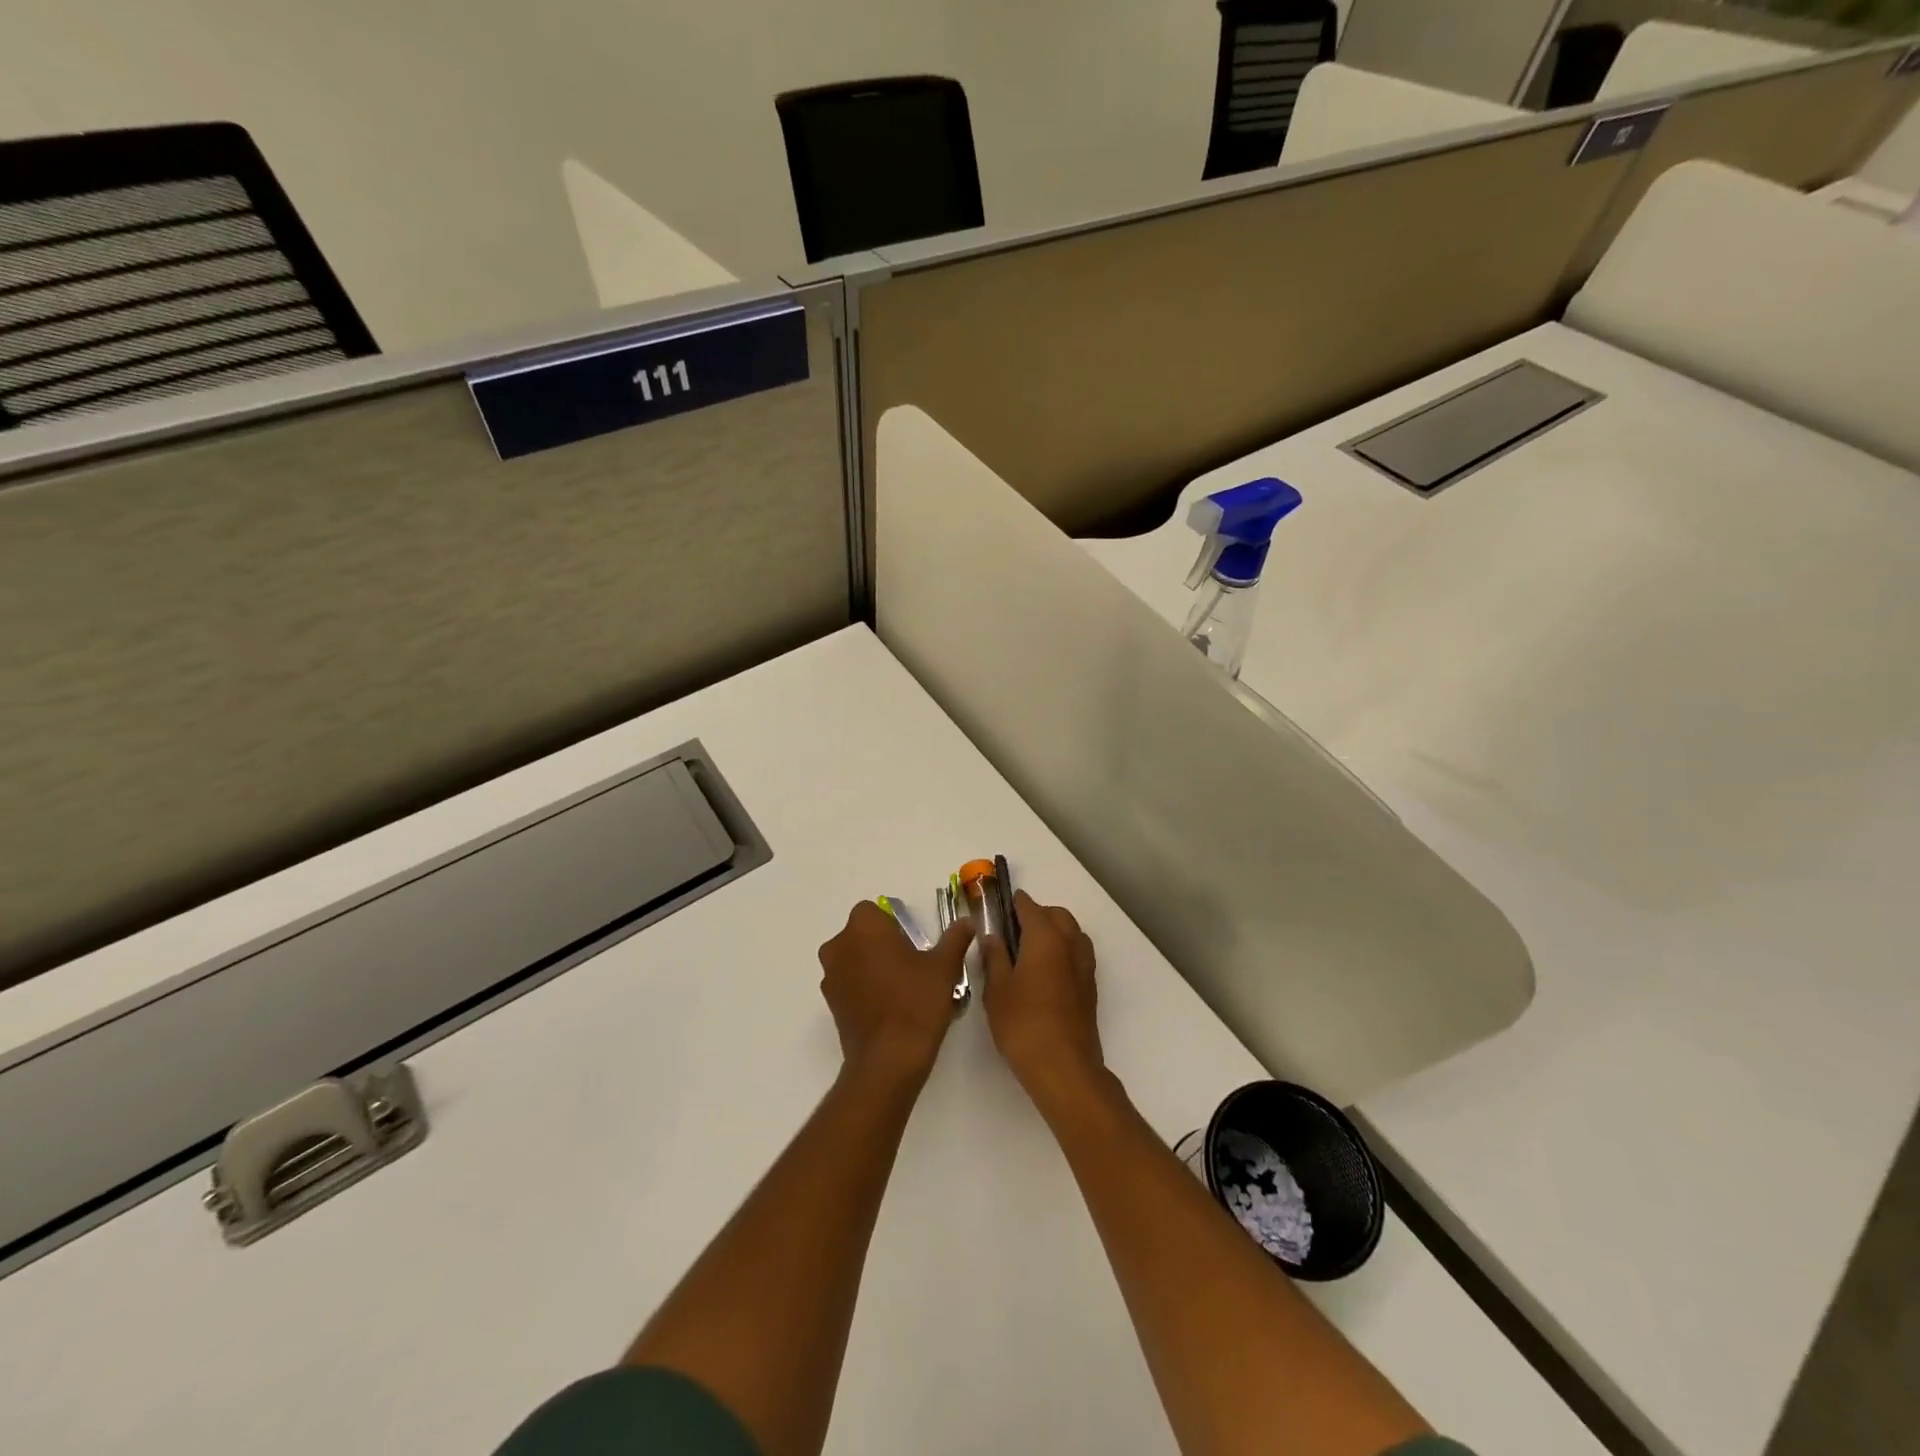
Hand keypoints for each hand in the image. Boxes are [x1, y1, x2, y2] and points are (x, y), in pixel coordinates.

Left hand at [818, 901, 972, 1085]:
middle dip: (880, 943)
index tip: (912, 942)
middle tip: (910, 964)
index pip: (873, 911)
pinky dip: (863, 987)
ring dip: (870, 965)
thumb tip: (967, 922)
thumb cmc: (917, 1002)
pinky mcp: (830, 1003)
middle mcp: (840, 945)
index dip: (893, 924)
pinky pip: (848, 983)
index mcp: (864, 927)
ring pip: (852, 958)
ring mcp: (831, 976)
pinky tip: (888, 1007)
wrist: (889, 1059)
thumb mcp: (944, 967)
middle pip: (860, 934)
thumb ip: (955, 939)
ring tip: (901, 988)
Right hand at [983, 891, 1106, 1110]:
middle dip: (1037, 914)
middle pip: (1057, 915)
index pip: (1030, 907)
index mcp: (1045, 938)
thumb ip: (994, 957)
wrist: (1064, 1067)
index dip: (1014, 903)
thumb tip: (992, 936)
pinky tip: (1044, 972)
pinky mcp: (1089, 987)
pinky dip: (1062, 950)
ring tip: (1028, 950)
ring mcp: (1084, 966)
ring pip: (1071, 933)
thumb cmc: (1023, 1024)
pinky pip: (1077, 954)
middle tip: (1012, 929)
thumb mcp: (996, 990)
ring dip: (1054, 931)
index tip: (1000, 904)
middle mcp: (1070, 944)